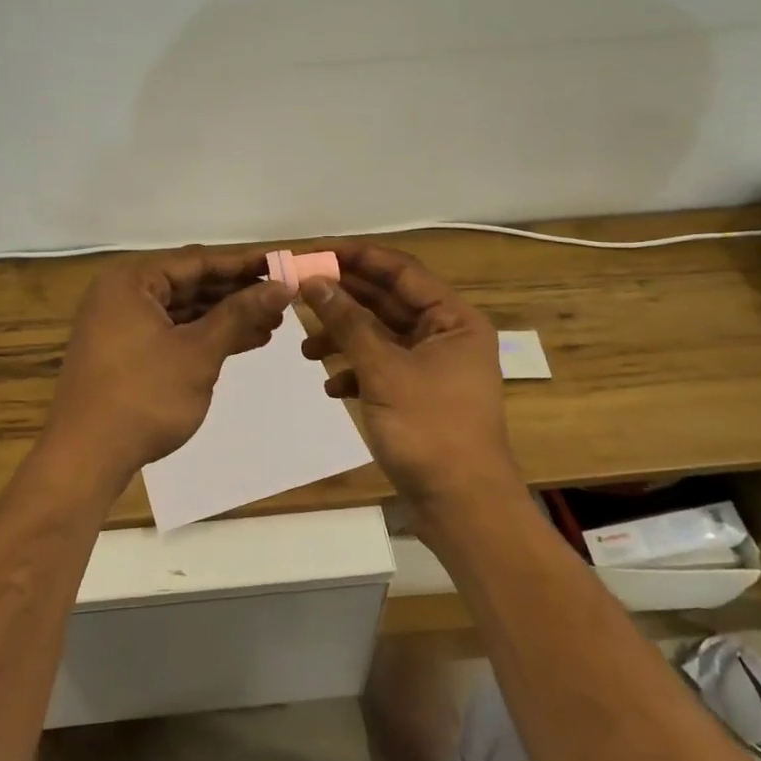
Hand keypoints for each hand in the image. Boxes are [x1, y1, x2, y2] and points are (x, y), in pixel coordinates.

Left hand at [45, 247, 291, 492]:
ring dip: (226, 317)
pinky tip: (244, 341)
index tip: (283, 264)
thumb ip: (240, 314)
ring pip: (184, 311)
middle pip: (191, 283)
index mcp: (132, 281)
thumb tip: (282, 287)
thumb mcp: (198, 352)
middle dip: (238, 293)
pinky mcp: (126, 354)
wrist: (85, 459)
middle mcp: (123, 295)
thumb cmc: (143, 396)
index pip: (198, 261)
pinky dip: (206, 337)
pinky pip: (173, 332)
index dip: (244, 263)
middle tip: (283, 297)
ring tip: (273, 322)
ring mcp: (121, 326)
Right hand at [299, 245, 523, 523]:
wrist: (462, 508)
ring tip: (305, 349)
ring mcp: (432, 367)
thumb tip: (314, 281)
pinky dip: (355, 371)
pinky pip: (381, 367)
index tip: (313, 252)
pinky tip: (331, 386)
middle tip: (298, 291)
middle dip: (343, 298)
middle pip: (387, 301)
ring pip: (380, 336)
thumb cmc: (430, 430)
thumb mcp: (383, 371)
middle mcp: (445, 335)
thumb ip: (347, 323)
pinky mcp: (418, 395)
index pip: (400, 270)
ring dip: (343, 338)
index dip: (356, 256)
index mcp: (453, 319)